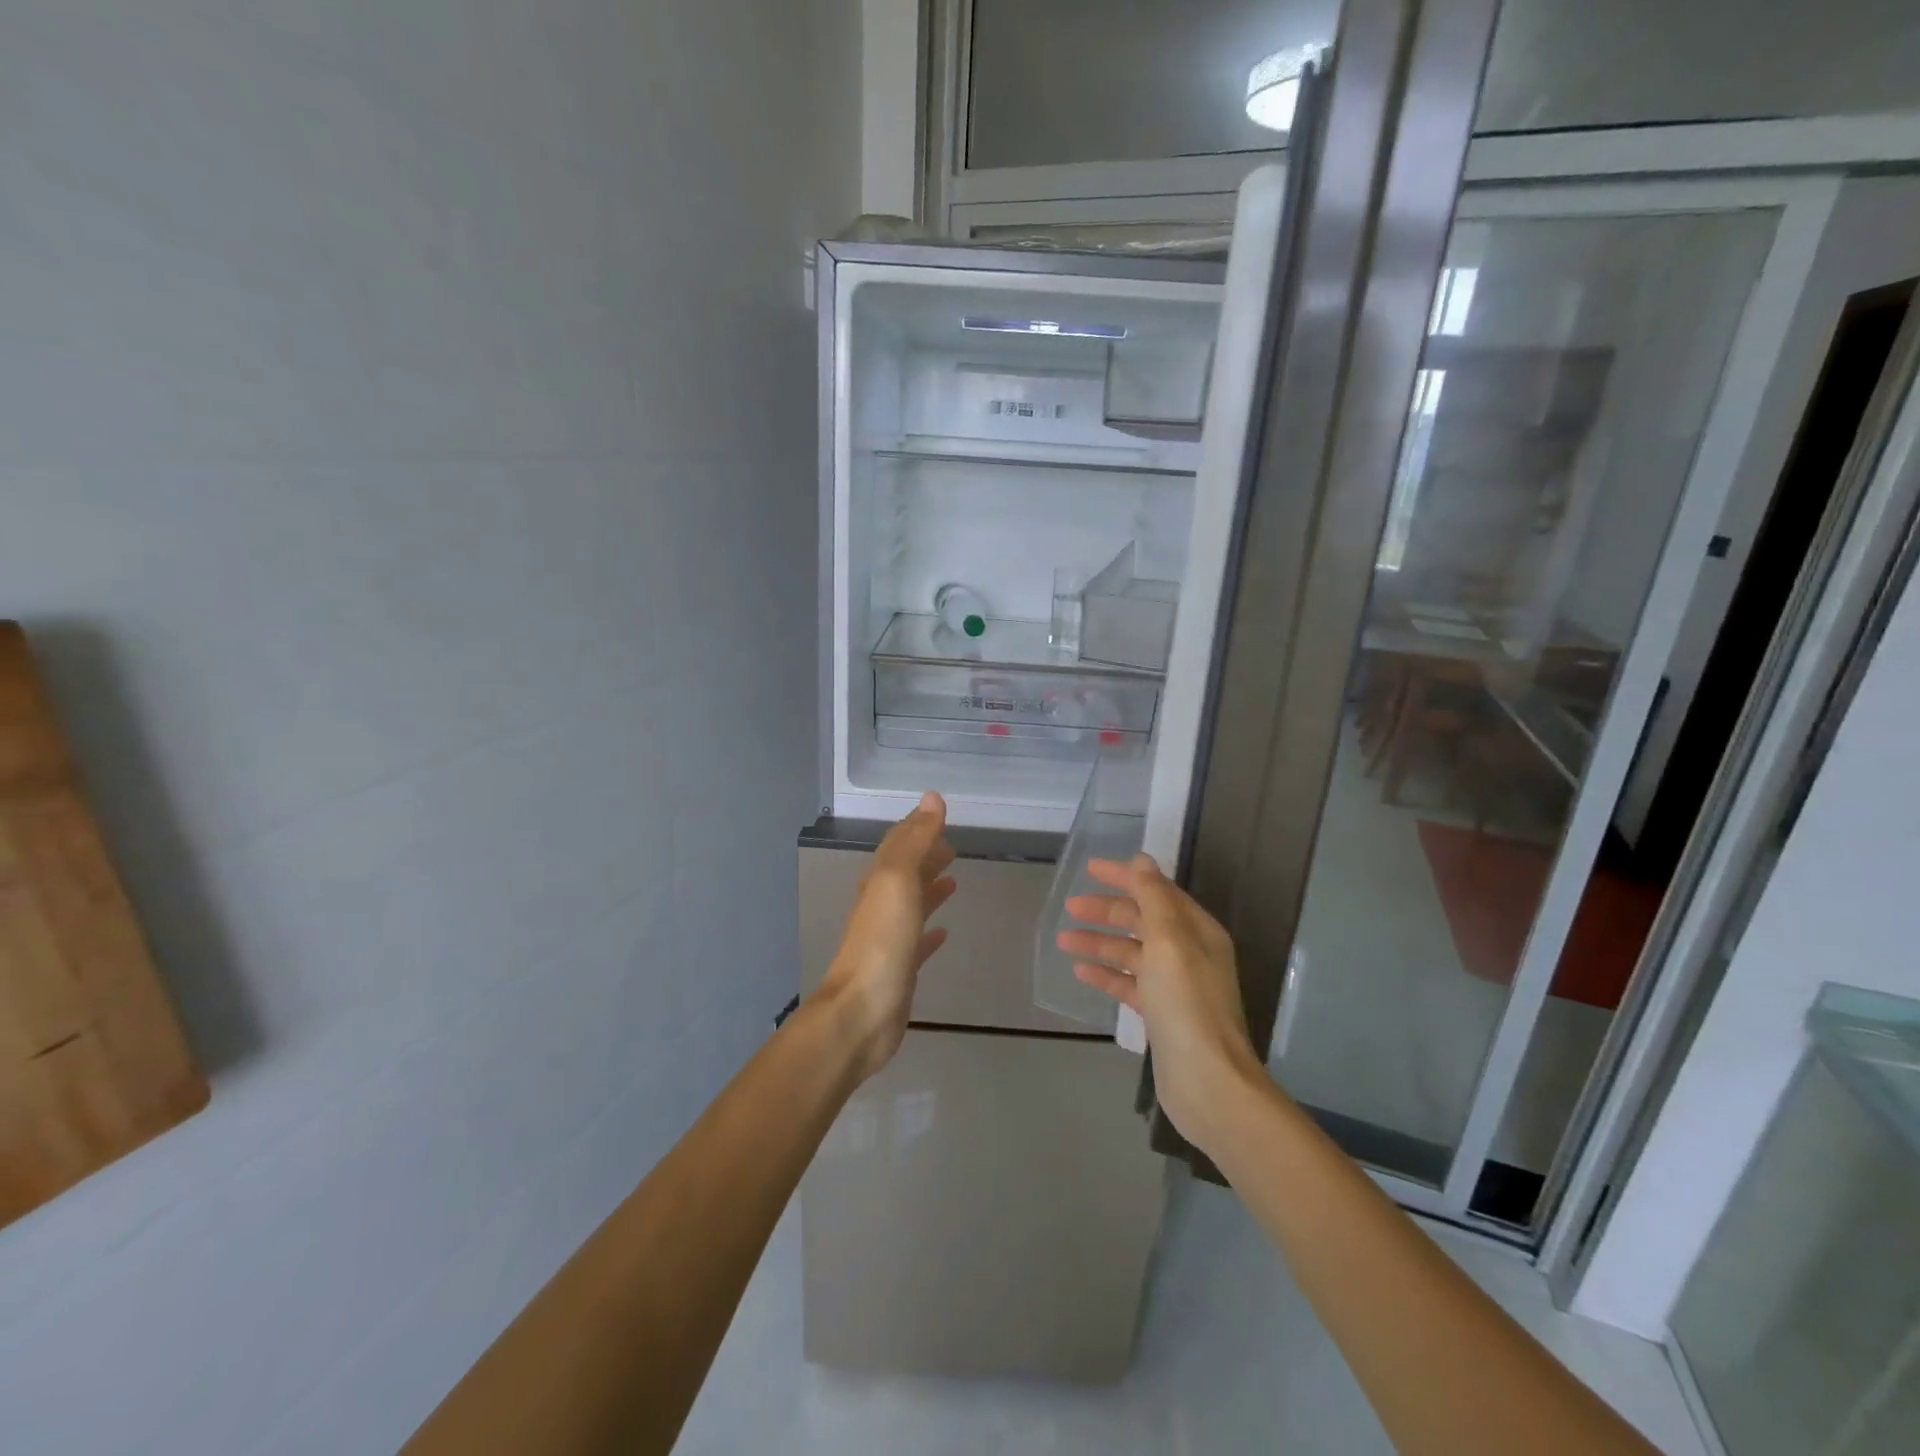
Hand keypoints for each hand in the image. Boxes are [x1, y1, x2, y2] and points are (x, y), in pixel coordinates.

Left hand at [818, 792, 956, 1079]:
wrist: (861, 1013)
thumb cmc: (882, 942)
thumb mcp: (898, 881)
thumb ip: (916, 840)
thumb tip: (932, 798)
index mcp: (879, 882)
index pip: (898, 844)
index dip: (917, 827)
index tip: (938, 814)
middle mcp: (881, 906)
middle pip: (905, 873)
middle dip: (925, 856)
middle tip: (952, 846)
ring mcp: (889, 940)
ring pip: (911, 905)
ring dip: (929, 890)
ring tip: (952, 879)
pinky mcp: (900, 970)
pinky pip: (917, 943)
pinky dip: (930, 933)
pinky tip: (943, 935)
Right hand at [1056, 854, 1268, 1156]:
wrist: (1207, 1081)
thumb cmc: (1187, 1003)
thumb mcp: (1169, 941)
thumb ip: (1153, 897)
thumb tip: (1141, 860)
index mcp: (1196, 930)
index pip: (1156, 891)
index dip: (1124, 877)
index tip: (1089, 869)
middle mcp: (1189, 953)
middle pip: (1142, 920)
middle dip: (1107, 911)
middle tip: (1070, 907)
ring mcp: (1175, 985)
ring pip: (1131, 952)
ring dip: (1100, 943)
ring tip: (1065, 940)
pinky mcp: (1161, 1014)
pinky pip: (1129, 983)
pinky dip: (1107, 975)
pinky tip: (1081, 973)